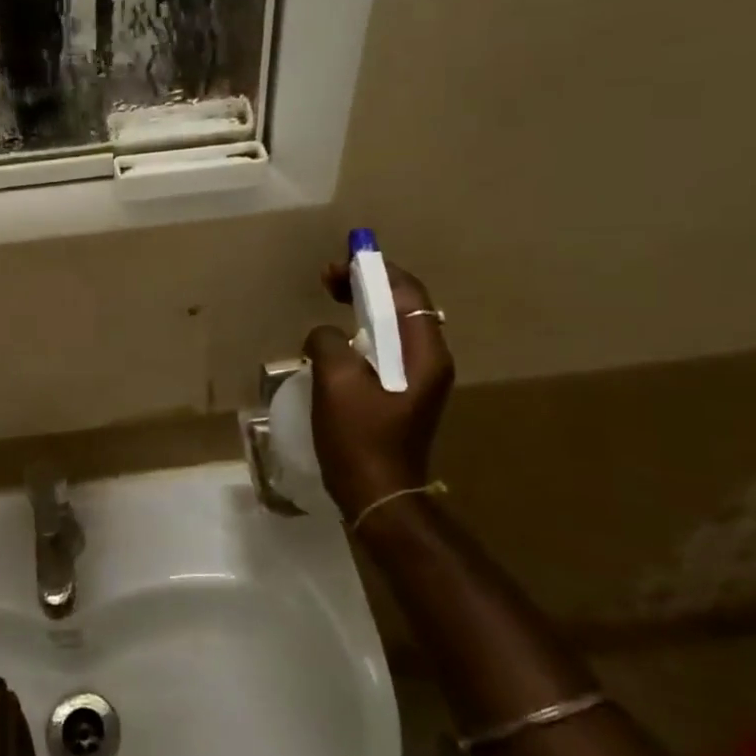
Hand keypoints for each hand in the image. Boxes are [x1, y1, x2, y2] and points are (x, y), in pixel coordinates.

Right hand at [303, 259, 454, 520]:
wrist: (377, 495)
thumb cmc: (359, 438)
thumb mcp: (336, 382)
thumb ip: (328, 342)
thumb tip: (325, 335)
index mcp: (424, 353)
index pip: (408, 293)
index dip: (377, 269)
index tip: (342, 260)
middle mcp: (429, 360)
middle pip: (403, 305)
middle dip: (368, 285)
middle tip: (329, 277)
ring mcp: (418, 379)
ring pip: (393, 326)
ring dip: (364, 307)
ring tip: (331, 298)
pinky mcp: (403, 394)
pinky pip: (385, 348)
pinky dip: (363, 332)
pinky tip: (338, 338)